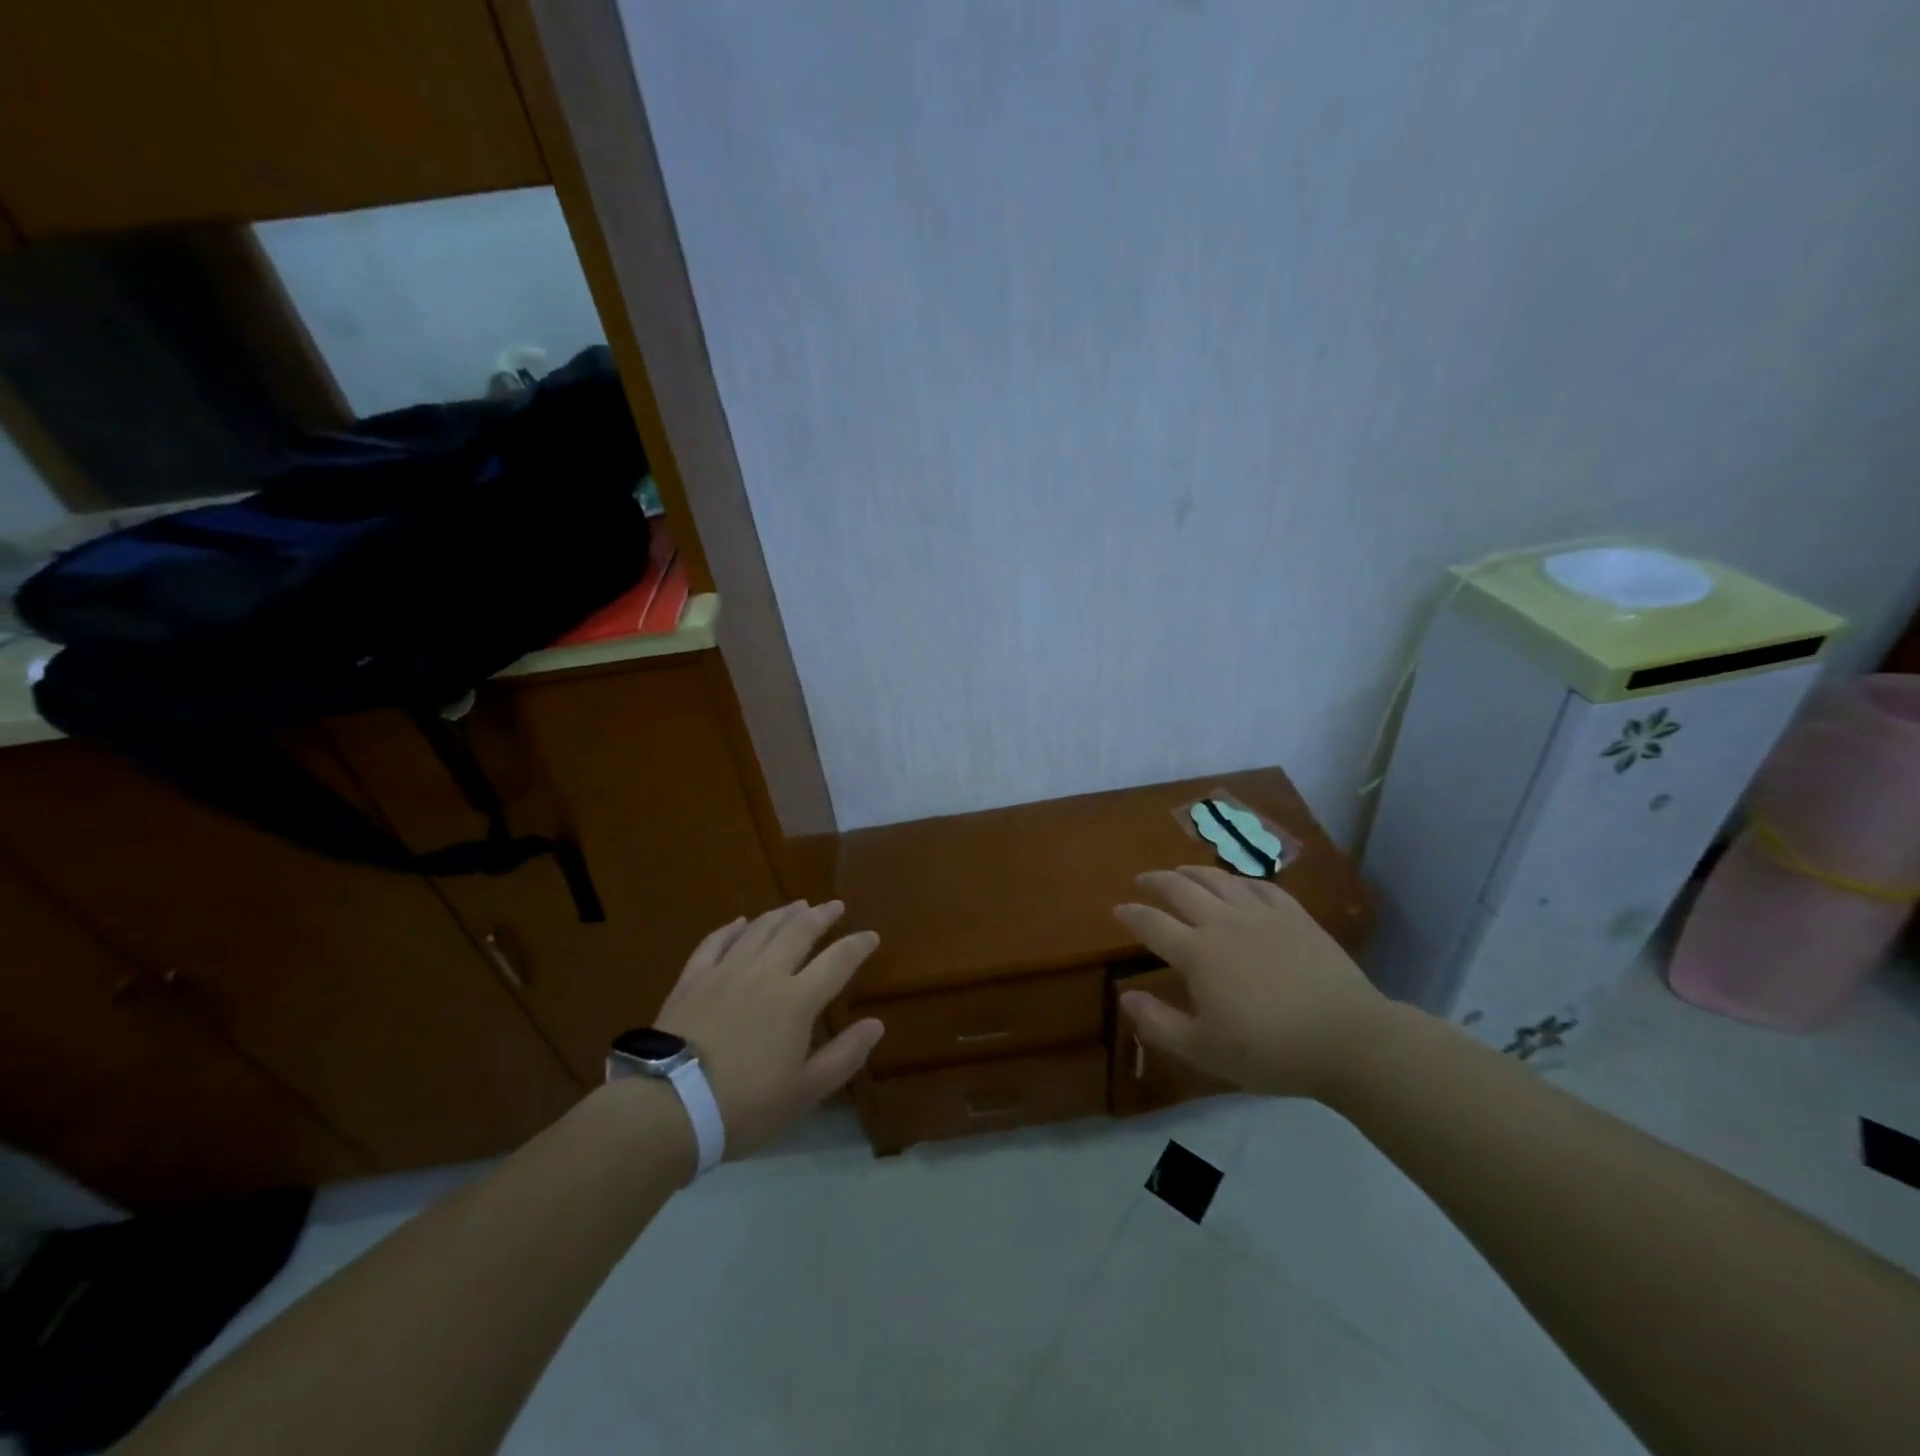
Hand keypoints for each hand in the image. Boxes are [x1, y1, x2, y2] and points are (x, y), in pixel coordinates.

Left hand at [654, 901, 883, 1157]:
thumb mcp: (805, 1092)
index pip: (837, 962)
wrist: (669, 1108)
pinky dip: (731, 929)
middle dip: (821, 916)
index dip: (857, 946)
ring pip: (759, 930)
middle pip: (798, 933)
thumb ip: (844, 1056)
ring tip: (798, 904)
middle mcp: (765, 974)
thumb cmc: (744, 1106)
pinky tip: (740, 922)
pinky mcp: (692, 980)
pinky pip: (715, 943)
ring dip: (782, 914)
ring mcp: (725, 972)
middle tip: (835, 905)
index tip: (872, 935)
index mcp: (796, 1001)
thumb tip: (876, 1024)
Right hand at [1114, 866, 1389, 1099]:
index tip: (1118, 910)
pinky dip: (1239, 880)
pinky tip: (1237, 883)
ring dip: (1192, 872)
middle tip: (1142, 880)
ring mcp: (1261, 914)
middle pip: (1180, 889)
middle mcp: (1223, 922)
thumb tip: (1125, 996)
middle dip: (1156, 881)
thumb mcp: (1205, 1050)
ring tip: (1180, 872)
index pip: (1152, 924)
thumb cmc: (1271, 1050)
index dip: (1131, 914)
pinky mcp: (1295, 915)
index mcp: (1197, 953)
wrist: (1348, 1039)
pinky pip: (1260, 886)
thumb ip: (1159, 1024)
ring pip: (1218, 879)